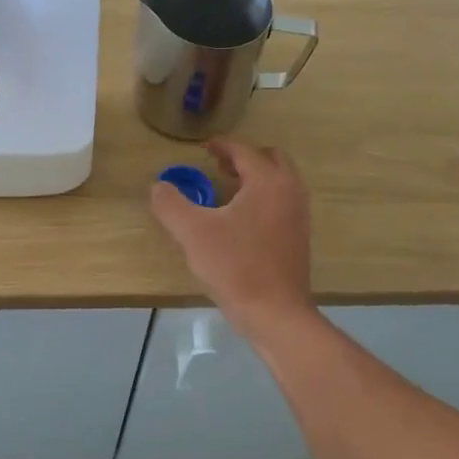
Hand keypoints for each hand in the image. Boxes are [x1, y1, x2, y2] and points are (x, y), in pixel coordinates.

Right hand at [149, 138, 314, 338]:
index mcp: (268, 181)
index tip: (204, 149)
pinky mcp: (299, 237)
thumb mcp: (193, 233)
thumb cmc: (235, 267)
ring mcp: (299, 215)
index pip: (244, 150)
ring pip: (279, 181)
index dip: (221, 145)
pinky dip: (263, 198)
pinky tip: (240, 221)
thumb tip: (158, 187)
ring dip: (255, 178)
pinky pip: (282, 202)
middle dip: (244, 157)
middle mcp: (290, 191)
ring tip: (227, 191)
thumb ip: (171, 204)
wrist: (276, 313)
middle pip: (270, 159)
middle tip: (218, 166)